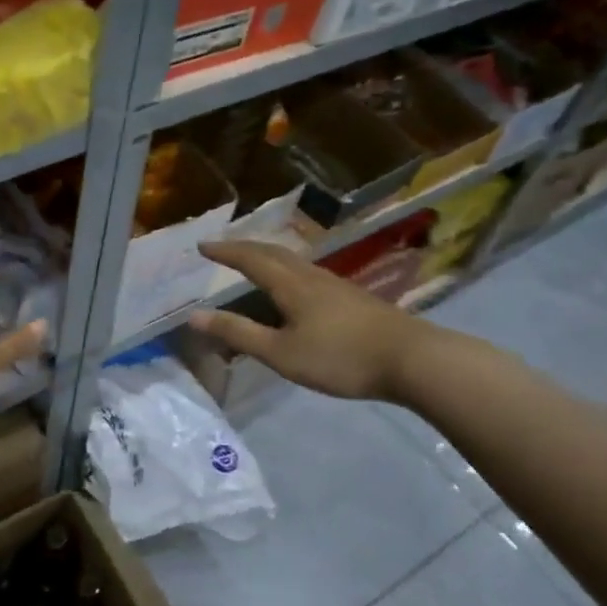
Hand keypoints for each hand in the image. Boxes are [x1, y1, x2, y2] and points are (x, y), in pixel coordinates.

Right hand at [188, 240, 442, 403]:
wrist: (412, 360)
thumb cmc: (341, 357)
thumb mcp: (281, 352)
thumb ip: (238, 333)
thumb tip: (194, 316)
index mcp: (290, 284)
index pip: (250, 259)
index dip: (225, 251)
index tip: (202, 246)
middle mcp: (311, 276)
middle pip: (273, 252)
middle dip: (244, 247)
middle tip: (222, 248)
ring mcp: (335, 285)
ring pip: (293, 261)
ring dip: (267, 256)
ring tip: (253, 262)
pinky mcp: (352, 298)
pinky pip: (307, 274)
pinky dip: (287, 271)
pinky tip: (294, 287)